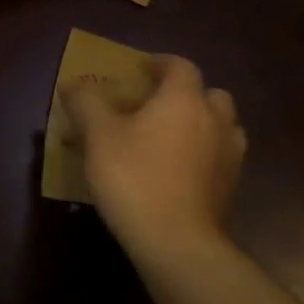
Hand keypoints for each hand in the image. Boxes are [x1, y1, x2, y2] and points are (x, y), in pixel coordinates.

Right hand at [61, 55, 245, 257]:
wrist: (175, 240)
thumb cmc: (133, 175)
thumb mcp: (97, 134)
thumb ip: (85, 102)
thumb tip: (73, 85)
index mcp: (183, 100)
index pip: (180, 66)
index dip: (159, 63)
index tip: (138, 69)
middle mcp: (214, 121)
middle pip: (210, 94)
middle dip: (185, 93)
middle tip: (155, 104)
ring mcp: (229, 155)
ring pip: (221, 125)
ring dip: (200, 122)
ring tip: (170, 135)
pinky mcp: (230, 186)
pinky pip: (220, 155)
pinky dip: (203, 152)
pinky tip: (178, 167)